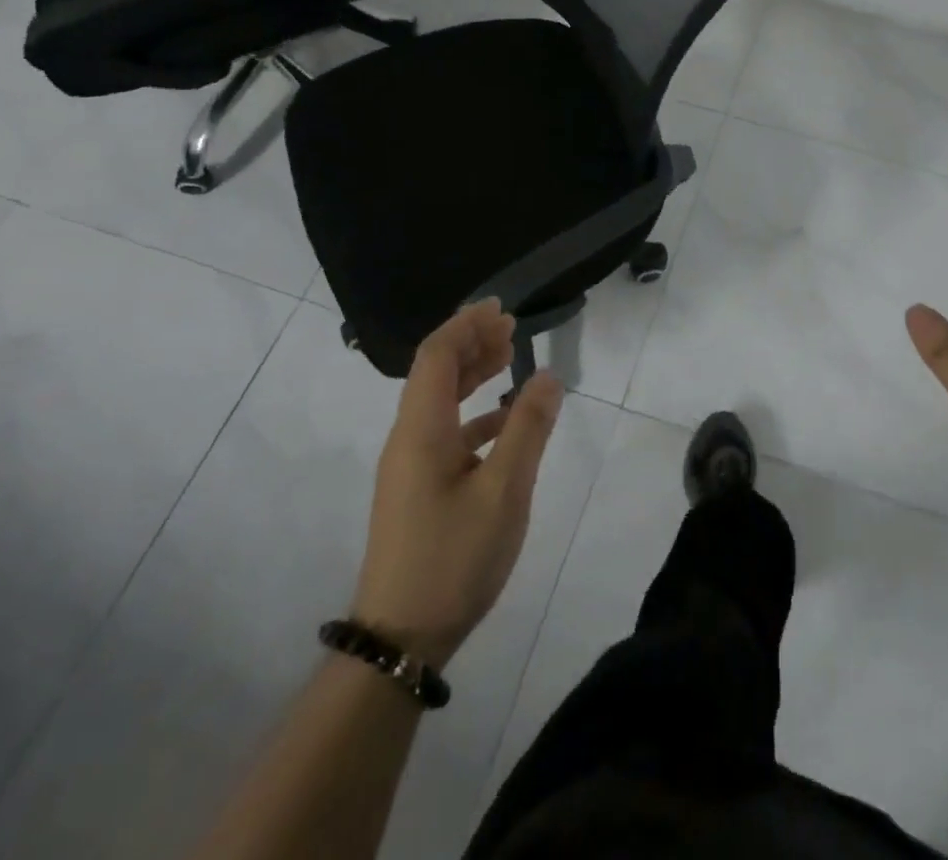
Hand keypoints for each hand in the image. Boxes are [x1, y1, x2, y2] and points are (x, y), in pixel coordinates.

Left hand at [351, 299, 562, 666]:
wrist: (400, 638)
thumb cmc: (453, 557)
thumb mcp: (504, 491)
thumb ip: (527, 429)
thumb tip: (547, 375)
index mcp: (421, 430)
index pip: (436, 356)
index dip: (466, 325)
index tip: (500, 309)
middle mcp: (408, 439)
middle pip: (434, 373)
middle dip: (471, 343)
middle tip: (511, 328)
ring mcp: (410, 466)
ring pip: (439, 402)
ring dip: (471, 375)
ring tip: (509, 359)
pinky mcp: (417, 489)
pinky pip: (445, 431)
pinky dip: (474, 413)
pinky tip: (504, 421)